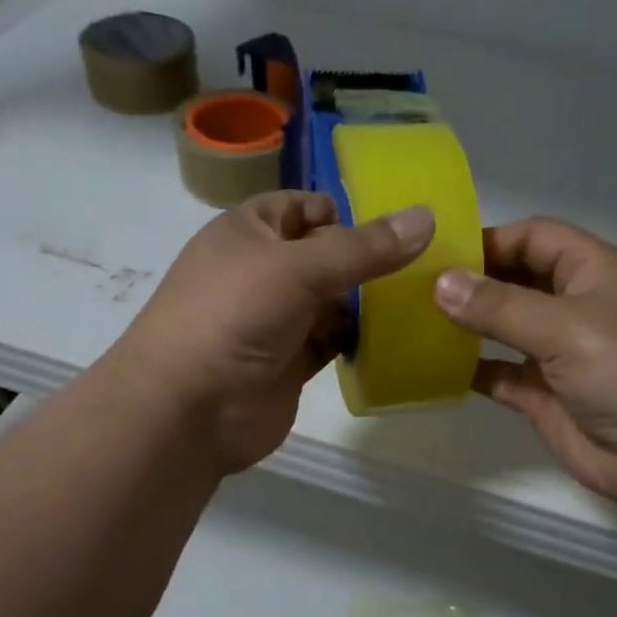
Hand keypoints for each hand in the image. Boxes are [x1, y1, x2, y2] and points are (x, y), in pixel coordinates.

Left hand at [112, 192, 434, 473]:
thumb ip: (363, 248)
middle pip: (324, 255)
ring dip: (368, 302)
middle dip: (367, 259)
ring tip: (424, 298)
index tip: (399, 226)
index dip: (345, 211)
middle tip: (429, 263)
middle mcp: (262, 271)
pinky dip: (359, 340)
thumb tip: (427, 217)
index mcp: (249, 231)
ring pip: (332, 301)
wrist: (188, 410)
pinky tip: (398, 338)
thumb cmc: (234, 316)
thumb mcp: (298, 268)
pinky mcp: (290, 362)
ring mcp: (276, 320)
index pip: (303, 206)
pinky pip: (332, 342)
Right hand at [433, 218, 616, 510]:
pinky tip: (435, 368)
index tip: (436, 253)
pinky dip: (474, 369)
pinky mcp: (548, 396)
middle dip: (472, 281)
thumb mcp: (566, 327)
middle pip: (517, 279)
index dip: (489, 239)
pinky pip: (503, 373)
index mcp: (594, 270)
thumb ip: (499, 306)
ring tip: (415, 321)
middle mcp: (577, 305)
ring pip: (506, 327)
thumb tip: (441, 284)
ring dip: (468, 325)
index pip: (535, 237)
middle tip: (413, 286)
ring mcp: (562, 353)